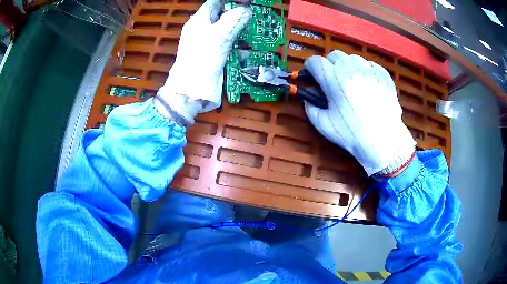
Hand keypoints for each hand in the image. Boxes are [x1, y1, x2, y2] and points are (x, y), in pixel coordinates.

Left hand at [155, 0, 250, 124]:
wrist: (191, 89)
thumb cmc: (202, 59)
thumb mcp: (219, 35)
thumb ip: (234, 19)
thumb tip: (246, 10)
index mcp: (199, 20)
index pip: (216, 2)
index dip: (231, 1)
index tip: (247, 3)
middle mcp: (202, 28)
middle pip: (223, 15)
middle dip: (239, 15)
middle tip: (253, 17)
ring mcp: (207, 42)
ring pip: (227, 29)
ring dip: (241, 30)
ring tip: (254, 33)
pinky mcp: (213, 54)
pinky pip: (228, 44)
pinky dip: (238, 45)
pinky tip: (247, 49)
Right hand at [304, 50, 415, 175]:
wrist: (383, 141)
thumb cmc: (352, 134)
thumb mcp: (324, 125)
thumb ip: (311, 108)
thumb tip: (308, 98)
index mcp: (333, 80)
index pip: (315, 62)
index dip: (310, 67)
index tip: (311, 75)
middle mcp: (351, 69)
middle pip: (334, 55)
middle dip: (329, 64)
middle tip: (332, 79)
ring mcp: (369, 71)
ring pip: (353, 58)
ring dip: (347, 66)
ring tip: (351, 81)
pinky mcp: (383, 75)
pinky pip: (370, 65)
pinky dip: (365, 70)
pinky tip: (366, 83)